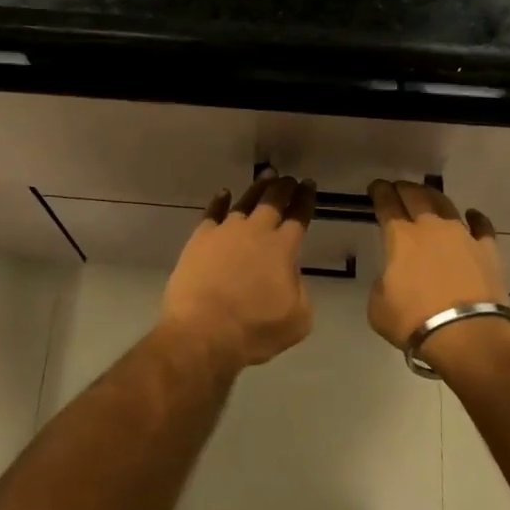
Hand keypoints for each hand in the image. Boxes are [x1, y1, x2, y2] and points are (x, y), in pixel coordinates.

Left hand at [159, 175, 317, 372]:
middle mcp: (255, 232)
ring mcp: (224, 232)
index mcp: (282, 249)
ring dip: (257, 189)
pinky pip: (212, 213)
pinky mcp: (199, 239)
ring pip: (244, 202)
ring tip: (265, 177)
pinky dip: (219, 201)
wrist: (202, 332)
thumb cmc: (254, 330)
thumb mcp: (297, 319)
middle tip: (289, 178)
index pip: (299, 217)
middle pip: (273, 202)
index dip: (305, 199)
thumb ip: (300, 291)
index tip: (309, 184)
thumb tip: (289, 276)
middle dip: (284, 188)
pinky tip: (224, 194)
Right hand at [367, 180, 509, 370]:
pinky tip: (472, 215)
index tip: (376, 186)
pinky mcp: (488, 250)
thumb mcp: (378, 306)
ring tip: (427, 195)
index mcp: (400, 237)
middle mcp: (431, 228)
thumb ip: (382, 284)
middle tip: (398, 187)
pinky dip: (475, 218)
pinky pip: (482, 226)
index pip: (387, 204)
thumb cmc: (414, 321)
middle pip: (416, 196)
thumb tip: (392, 279)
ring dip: (433, 197)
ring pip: (446, 205)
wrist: (467, 336)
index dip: (379, 192)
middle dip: (404, 188)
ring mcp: (463, 236)